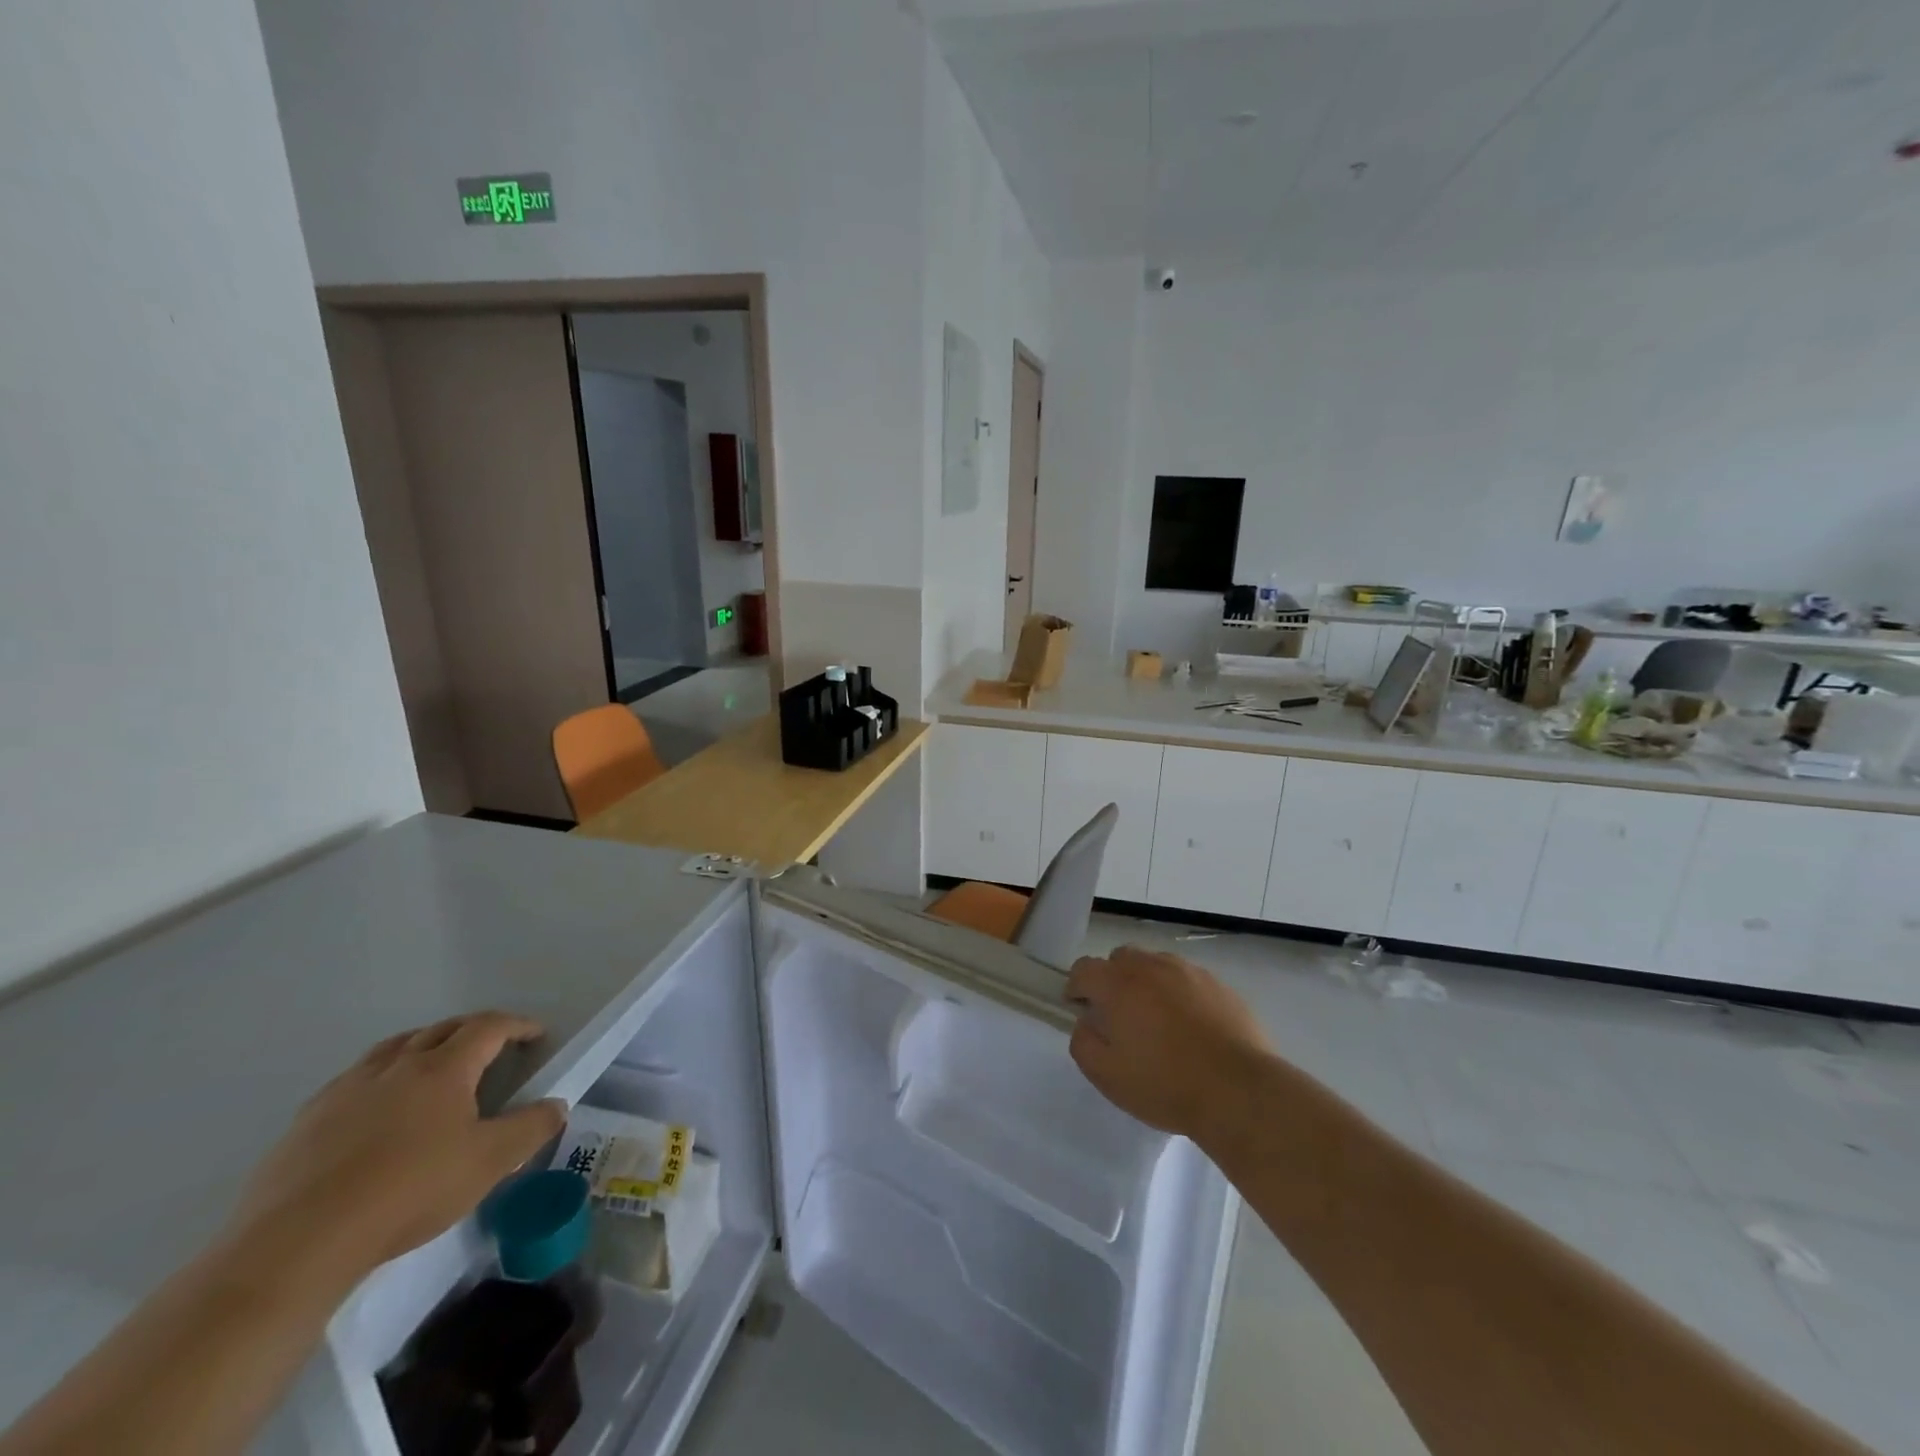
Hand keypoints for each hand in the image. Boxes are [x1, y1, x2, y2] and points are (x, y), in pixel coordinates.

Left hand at [228, 1012, 565, 1286]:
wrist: (297, 1244)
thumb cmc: (408, 1191)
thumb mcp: (488, 1163)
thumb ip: (530, 1129)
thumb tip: (557, 1105)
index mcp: (443, 1068)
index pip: (489, 1027)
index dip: (517, 1026)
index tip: (536, 1035)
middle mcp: (396, 1065)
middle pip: (441, 1029)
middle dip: (473, 1030)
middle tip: (492, 1046)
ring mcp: (346, 1090)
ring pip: (393, 1048)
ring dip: (423, 1045)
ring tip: (434, 1065)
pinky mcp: (307, 1121)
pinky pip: (354, 1080)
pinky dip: (380, 1077)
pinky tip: (376, 1108)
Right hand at [1065, 947, 1271, 1138]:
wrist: (1238, 1091)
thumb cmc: (1165, 1084)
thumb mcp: (1106, 1075)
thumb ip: (1083, 1042)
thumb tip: (1086, 1022)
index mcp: (1118, 984)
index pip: (1083, 969)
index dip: (1077, 988)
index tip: (1082, 1011)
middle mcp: (1150, 966)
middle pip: (1120, 959)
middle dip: (1113, 981)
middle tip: (1121, 1017)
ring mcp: (1188, 972)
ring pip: (1155, 965)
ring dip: (1148, 984)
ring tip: (1159, 1022)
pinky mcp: (1219, 985)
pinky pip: (1188, 980)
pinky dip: (1180, 994)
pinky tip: (1191, 1028)